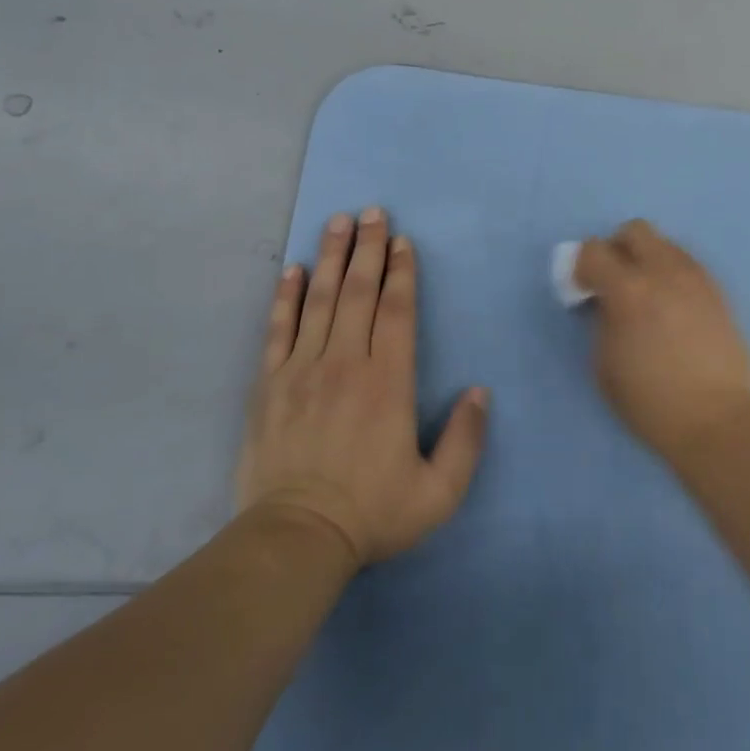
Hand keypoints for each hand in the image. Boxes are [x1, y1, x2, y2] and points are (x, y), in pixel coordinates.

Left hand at [237, 209, 489, 566]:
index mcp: (389, 382)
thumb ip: (466, 440)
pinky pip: (278, 329)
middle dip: (368, 248)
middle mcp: (346, 363)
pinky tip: (293, 270)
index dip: (401, 272)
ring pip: (320, 300)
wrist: (296, 539)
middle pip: (358, 292)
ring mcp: (302, 370)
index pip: (396, 311)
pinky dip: (286, 296)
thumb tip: (480, 392)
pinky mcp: (269, 385)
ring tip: (338, 222)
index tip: (402, 240)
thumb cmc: (373, 512)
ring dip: (331, 257)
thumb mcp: (439, 492)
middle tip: (372, 212)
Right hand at [573, 220, 749, 461]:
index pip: (593, 250)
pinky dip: (671, 273)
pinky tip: (671, 307)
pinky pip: (687, 264)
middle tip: (613, 281)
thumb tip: (606, 301)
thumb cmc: (651, 400)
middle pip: (634, 230)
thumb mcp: (604, 364)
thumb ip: (601, 320)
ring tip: (646, 295)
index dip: (581, 267)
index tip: (582, 291)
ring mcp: (696, 277)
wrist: (718, 419)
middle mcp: (664, 271)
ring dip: (647, 259)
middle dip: (617, 249)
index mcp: (628, 289)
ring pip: (664, 243)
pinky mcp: (718, 290)